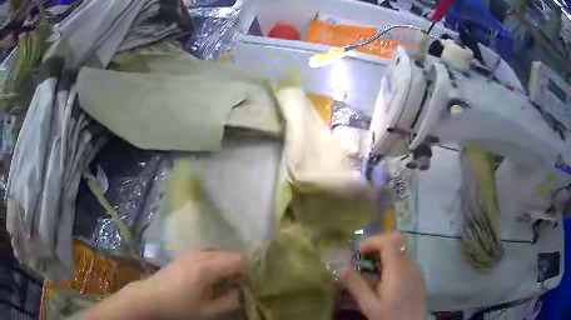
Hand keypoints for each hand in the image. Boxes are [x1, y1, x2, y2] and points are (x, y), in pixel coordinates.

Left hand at [137, 251, 246, 318]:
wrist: (149, 298)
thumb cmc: (178, 307)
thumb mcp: (207, 311)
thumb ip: (229, 300)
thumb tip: (238, 289)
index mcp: (207, 268)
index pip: (239, 260)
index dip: (247, 272)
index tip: (244, 287)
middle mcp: (200, 255)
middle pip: (229, 254)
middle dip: (237, 269)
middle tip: (235, 287)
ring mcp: (190, 253)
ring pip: (218, 253)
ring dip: (225, 265)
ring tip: (222, 283)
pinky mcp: (184, 256)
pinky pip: (207, 254)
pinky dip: (215, 263)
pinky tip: (209, 277)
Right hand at [341, 233, 425, 319]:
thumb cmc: (390, 316)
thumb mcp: (369, 304)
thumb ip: (356, 285)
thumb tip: (342, 269)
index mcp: (399, 269)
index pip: (388, 241)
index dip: (372, 242)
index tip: (357, 253)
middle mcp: (411, 265)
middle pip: (393, 246)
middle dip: (374, 251)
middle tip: (358, 263)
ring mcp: (416, 270)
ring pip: (398, 255)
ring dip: (381, 260)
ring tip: (367, 275)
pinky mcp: (418, 277)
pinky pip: (403, 265)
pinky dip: (390, 267)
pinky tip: (381, 283)